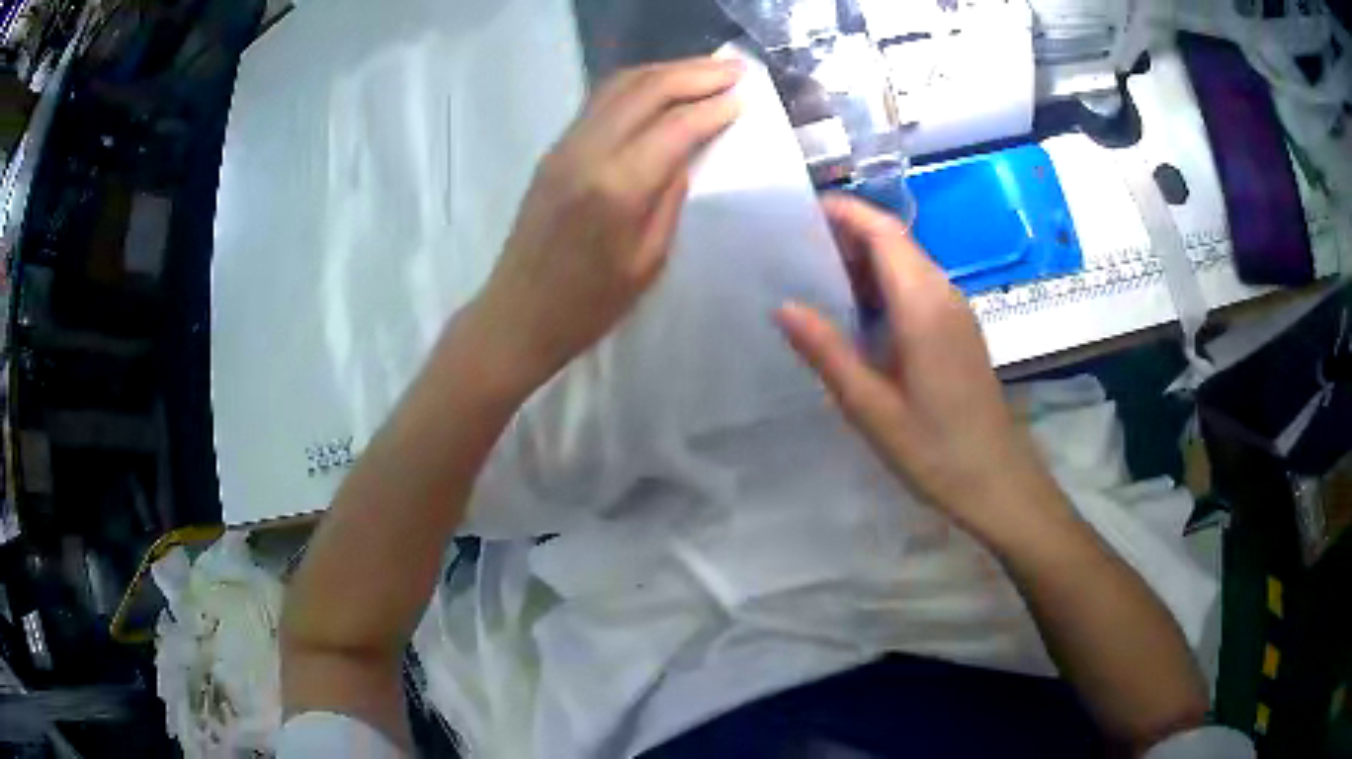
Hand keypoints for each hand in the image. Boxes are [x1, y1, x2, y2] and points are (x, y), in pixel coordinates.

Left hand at [468, 56, 743, 396]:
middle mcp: (588, 152)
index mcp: (617, 187)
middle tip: (735, 69)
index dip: (715, 107)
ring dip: (666, 71)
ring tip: (705, 70)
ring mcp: (565, 146)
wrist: (517, 314)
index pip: (676, 126)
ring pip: (619, 85)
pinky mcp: (554, 150)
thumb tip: (688, 154)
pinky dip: (637, 85)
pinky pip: (600, 101)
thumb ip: (670, 199)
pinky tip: (662, 87)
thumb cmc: (589, 305)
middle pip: (647, 89)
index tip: (746, 98)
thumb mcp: (648, 261)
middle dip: (696, 73)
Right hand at [776, 195, 1069, 543]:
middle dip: (848, 234)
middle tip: (794, 249)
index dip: (845, 212)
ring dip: (865, 261)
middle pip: (896, 242)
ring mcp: (956, 312)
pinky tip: (857, 316)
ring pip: (908, 264)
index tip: (800, 212)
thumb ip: (827, 352)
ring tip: (814, 279)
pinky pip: (918, 288)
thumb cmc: (935, 450)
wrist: (998, 482)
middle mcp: (944, 295)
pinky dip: (884, 285)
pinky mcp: (959, 331)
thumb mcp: (871, 407)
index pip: (884, 232)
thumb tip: (784, 306)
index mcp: (923, 305)